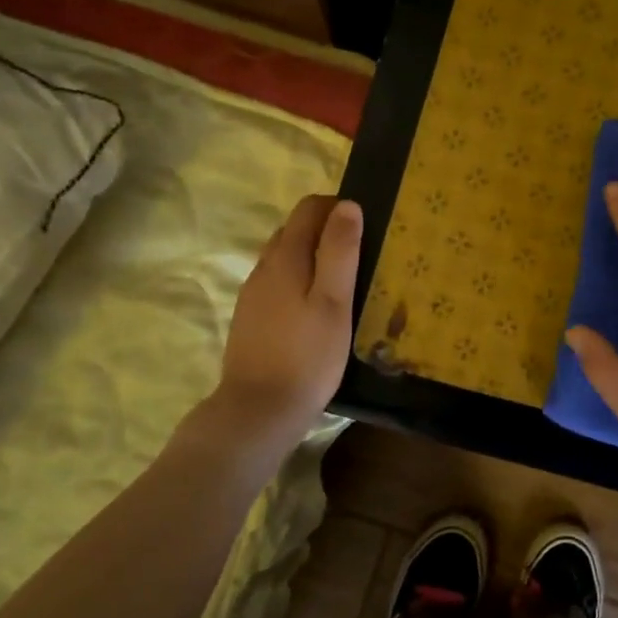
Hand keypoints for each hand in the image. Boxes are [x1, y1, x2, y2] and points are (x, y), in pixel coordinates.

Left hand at [214, 195, 361, 439]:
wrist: (258, 411)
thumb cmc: (307, 356)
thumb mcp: (334, 302)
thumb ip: (340, 251)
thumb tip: (347, 206)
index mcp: (286, 257)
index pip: (309, 208)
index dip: (338, 208)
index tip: (366, 228)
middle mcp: (264, 267)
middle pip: (295, 229)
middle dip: (327, 230)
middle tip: (361, 255)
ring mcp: (253, 294)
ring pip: (285, 257)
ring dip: (313, 256)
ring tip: (344, 282)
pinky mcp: (250, 318)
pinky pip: (278, 283)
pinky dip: (300, 280)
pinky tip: (316, 310)